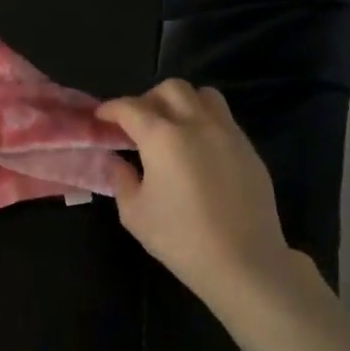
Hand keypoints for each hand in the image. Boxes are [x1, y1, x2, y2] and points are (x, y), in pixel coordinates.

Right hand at [99, 80, 305, 311]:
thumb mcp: (134, 213)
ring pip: (204, 96)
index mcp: (163, 137)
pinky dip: (204, 122)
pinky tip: (197, 150)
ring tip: (171, 127)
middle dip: (148, 99)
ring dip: (182, 103)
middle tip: (136, 123)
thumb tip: (118, 162)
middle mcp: (197, 125)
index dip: (111, 108)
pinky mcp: (248, 150)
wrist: (243, 261)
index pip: (131, 108)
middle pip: (171, 89)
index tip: (101, 117)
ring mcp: (228, 134)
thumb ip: (121, 179)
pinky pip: (223, 119)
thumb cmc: (180, 238)